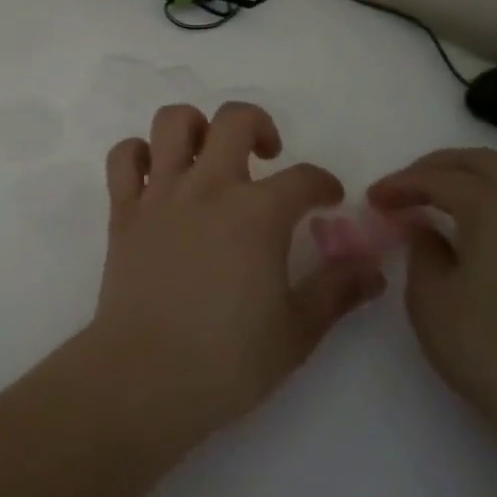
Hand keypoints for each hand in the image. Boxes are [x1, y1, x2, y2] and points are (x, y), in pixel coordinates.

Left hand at [85, 102, 386, 443]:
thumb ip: (337, 291)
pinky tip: (156, 175)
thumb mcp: (298, 332)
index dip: (324, 184)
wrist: (146, 377)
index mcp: (257, 213)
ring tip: (209, 154)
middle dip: (259, 126)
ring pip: (173, 122)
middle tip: (267, 157)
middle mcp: (209, 187)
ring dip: (195, 126)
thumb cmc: (228, 361)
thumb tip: (373, 267)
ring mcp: (160, 193)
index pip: (304, 178)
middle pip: (234, 120)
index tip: (328, 200)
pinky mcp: (124, 209)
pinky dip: (138, 154)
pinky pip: (124, 157)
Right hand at [369, 148, 496, 496]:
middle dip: (440, 168)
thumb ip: (423, 252)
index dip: (401, 184)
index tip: (374, 200)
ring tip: (463, 202)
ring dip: (487, 181)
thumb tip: (428, 229)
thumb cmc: (493, 349)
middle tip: (411, 187)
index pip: (437, 179)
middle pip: (485, 164)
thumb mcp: (431, 300)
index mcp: (493, 205)